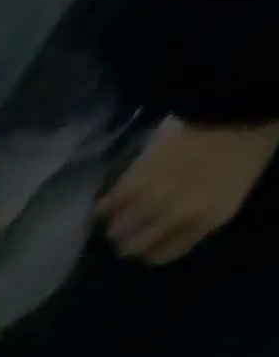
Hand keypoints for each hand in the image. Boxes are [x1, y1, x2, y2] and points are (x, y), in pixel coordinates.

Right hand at [97, 117, 278, 264]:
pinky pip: (104, 208)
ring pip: (115, 231)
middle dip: (131, 240)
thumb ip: (207, 210)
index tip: (152, 243)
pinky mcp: (130, 186)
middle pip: (131, 248)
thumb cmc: (252, 139)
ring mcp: (148, 202)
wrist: (241, 102)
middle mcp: (174, 217)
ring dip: (119, 223)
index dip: (154, 250)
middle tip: (133, 229)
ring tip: (122, 213)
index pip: (161, 255)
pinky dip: (105, 206)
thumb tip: (170, 230)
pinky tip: (111, 200)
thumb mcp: (240, 181)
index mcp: (209, 217)